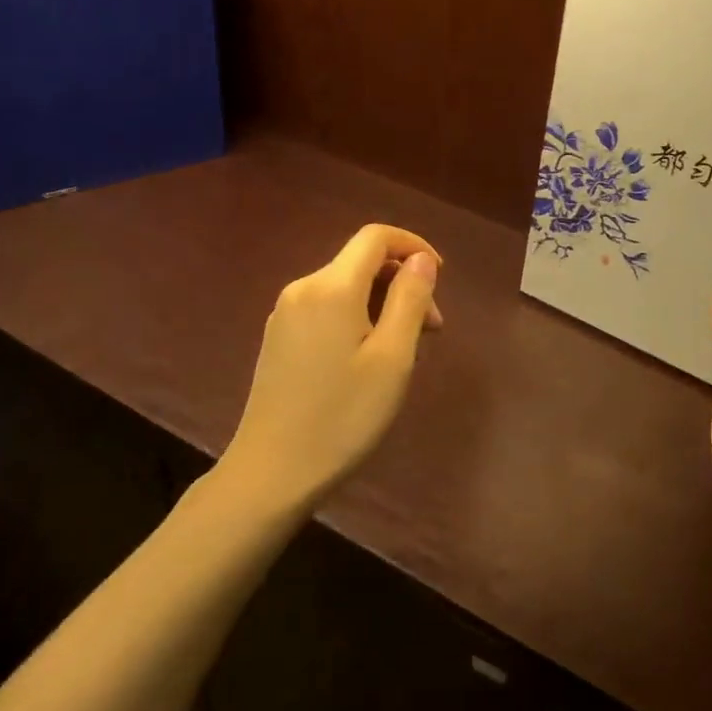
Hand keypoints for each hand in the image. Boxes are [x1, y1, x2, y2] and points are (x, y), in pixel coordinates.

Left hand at [220, 224, 442, 511]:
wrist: (270, 472)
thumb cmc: (342, 417)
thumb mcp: (392, 358)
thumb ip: (410, 299)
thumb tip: (421, 259)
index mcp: (331, 287)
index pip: (375, 237)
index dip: (413, 245)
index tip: (441, 275)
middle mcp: (303, 288)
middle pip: (361, 263)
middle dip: (402, 283)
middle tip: (431, 332)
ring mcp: (284, 314)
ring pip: (345, 289)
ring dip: (382, 304)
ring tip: (405, 352)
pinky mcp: (277, 338)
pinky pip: (326, 310)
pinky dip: (357, 318)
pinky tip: (368, 360)